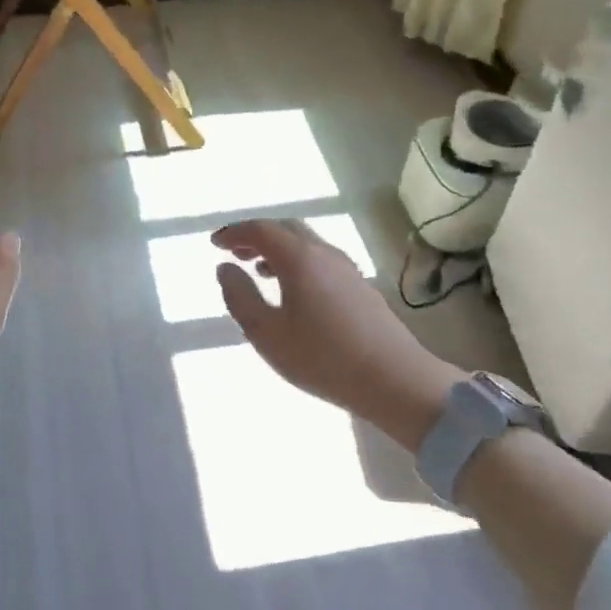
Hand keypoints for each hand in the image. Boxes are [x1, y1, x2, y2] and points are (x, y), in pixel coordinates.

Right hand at [211, 219, 459, 434]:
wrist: (395, 380)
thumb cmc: (322, 357)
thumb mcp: (266, 333)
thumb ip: (240, 297)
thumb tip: (225, 268)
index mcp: (299, 258)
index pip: (260, 229)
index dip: (235, 232)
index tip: (215, 243)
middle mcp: (324, 253)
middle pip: (285, 229)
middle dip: (256, 236)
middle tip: (235, 252)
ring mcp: (346, 268)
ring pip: (306, 244)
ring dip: (278, 249)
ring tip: (259, 271)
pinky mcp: (360, 287)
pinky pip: (320, 260)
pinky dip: (297, 263)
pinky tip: (293, 291)